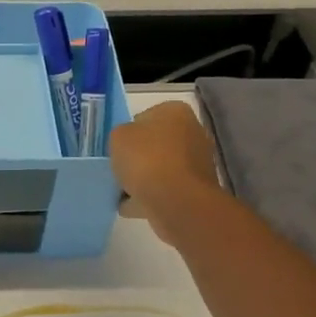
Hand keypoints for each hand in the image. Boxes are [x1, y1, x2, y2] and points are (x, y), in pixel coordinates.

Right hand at [110, 101, 220, 243]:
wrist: (176, 201)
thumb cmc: (147, 159)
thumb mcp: (118, 137)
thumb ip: (121, 135)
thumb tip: (128, 145)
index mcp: (176, 112)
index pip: (146, 116)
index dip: (129, 131)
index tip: (118, 146)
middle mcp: (193, 132)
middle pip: (156, 143)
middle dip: (139, 155)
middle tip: (119, 167)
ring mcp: (197, 162)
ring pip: (161, 167)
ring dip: (144, 177)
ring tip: (121, 189)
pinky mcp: (195, 189)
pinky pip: (165, 189)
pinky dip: (149, 196)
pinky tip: (130, 204)